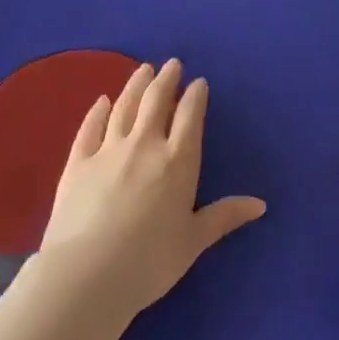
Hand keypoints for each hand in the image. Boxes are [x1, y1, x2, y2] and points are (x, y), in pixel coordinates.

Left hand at [38, 59, 265, 319]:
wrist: (87, 275)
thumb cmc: (149, 262)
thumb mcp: (193, 241)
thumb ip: (224, 216)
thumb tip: (261, 204)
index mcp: (178, 161)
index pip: (189, 117)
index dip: (195, 96)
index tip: (198, 82)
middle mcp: (145, 145)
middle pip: (157, 102)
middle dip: (166, 80)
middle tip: (171, 64)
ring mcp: (108, 150)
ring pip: (125, 107)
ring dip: (136, 85)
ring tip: (143, 69)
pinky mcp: (77, 162)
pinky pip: (90, 127)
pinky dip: (98, 111)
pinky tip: (102, 100)